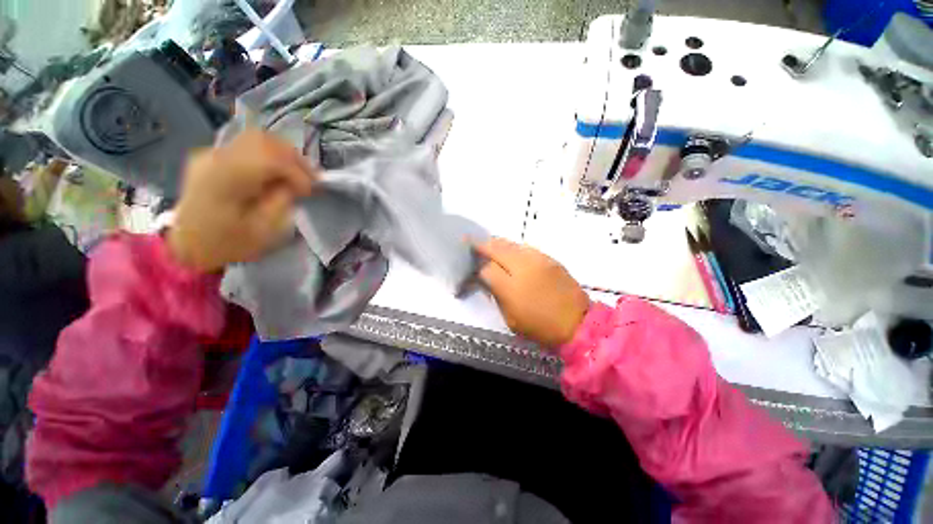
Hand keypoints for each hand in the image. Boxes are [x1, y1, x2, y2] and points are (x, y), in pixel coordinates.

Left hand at [168, 131, 315, 272]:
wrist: (189, 244)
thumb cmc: (227, 243)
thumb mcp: (262, 230)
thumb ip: (281, 201)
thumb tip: (296, 184)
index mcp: (224, 179)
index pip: (269, 159)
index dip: (297, 172)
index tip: (311, 191)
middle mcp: (215, 158)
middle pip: (263, 141)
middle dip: (295, 159)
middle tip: (311, 179)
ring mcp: (212, 153)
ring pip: (257, 138)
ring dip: (285, 155)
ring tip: (299, 174)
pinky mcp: (215, 156)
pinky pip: (249, 145)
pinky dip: (272, 156)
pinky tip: (280, 172)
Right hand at [475, 238, 589, 348]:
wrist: (578, 324)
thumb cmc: (540, 327)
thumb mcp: (510, 318)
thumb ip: (496, 295)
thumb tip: (487, 279)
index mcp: (510, 287)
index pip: (485, 268)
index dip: (476, 267)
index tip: (471, 267)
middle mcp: (522, 266)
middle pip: (496, 247)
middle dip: (482, 245)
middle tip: (472, 244)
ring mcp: (538, 259)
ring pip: (510, 244)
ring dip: (497, 244)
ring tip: (489, 246)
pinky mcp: (549, 258)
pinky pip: (525, 247)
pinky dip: (513, 248)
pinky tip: (510, 253)